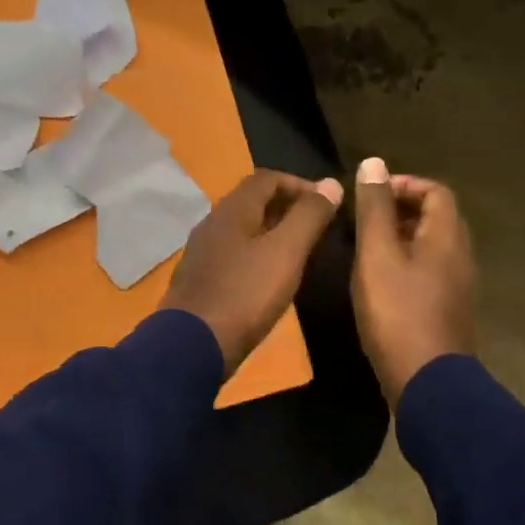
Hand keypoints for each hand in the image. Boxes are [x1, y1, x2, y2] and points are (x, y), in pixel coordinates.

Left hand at [161, 170, 343, 375]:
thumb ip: (309, 217)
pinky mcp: (199, 280)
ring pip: (243, 230)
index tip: (327, 203)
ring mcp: (202, 253)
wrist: (192, 346)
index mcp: (232, 210)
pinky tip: (270, 278)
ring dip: (272, 232)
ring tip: (299, 252)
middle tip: (317, 227)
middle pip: (252, 202)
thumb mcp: (286, 253)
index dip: (300, 184)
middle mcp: (212, 224)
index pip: (267, 178)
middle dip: (287, 207)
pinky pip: (233, 254)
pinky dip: (257, 255)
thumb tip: (332, 184)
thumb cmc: (245, 295)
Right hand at [350, 158, 475, 402]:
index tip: (371, 195)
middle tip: (364, 220)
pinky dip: (405, 265)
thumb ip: (375, 208)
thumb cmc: (398, 312)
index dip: (404, 184)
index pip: (436, 191)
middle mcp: (460, 256)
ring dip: (400, 238)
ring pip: (431, 247)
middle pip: (436, 218)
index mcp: (447, 237)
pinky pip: (429, 272)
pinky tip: (378, 283)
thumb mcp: (377, 254)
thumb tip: (374, 162)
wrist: (426, 380)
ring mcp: (457, 287)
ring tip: (365, 248)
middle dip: (400, 210)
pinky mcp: (447, 311)